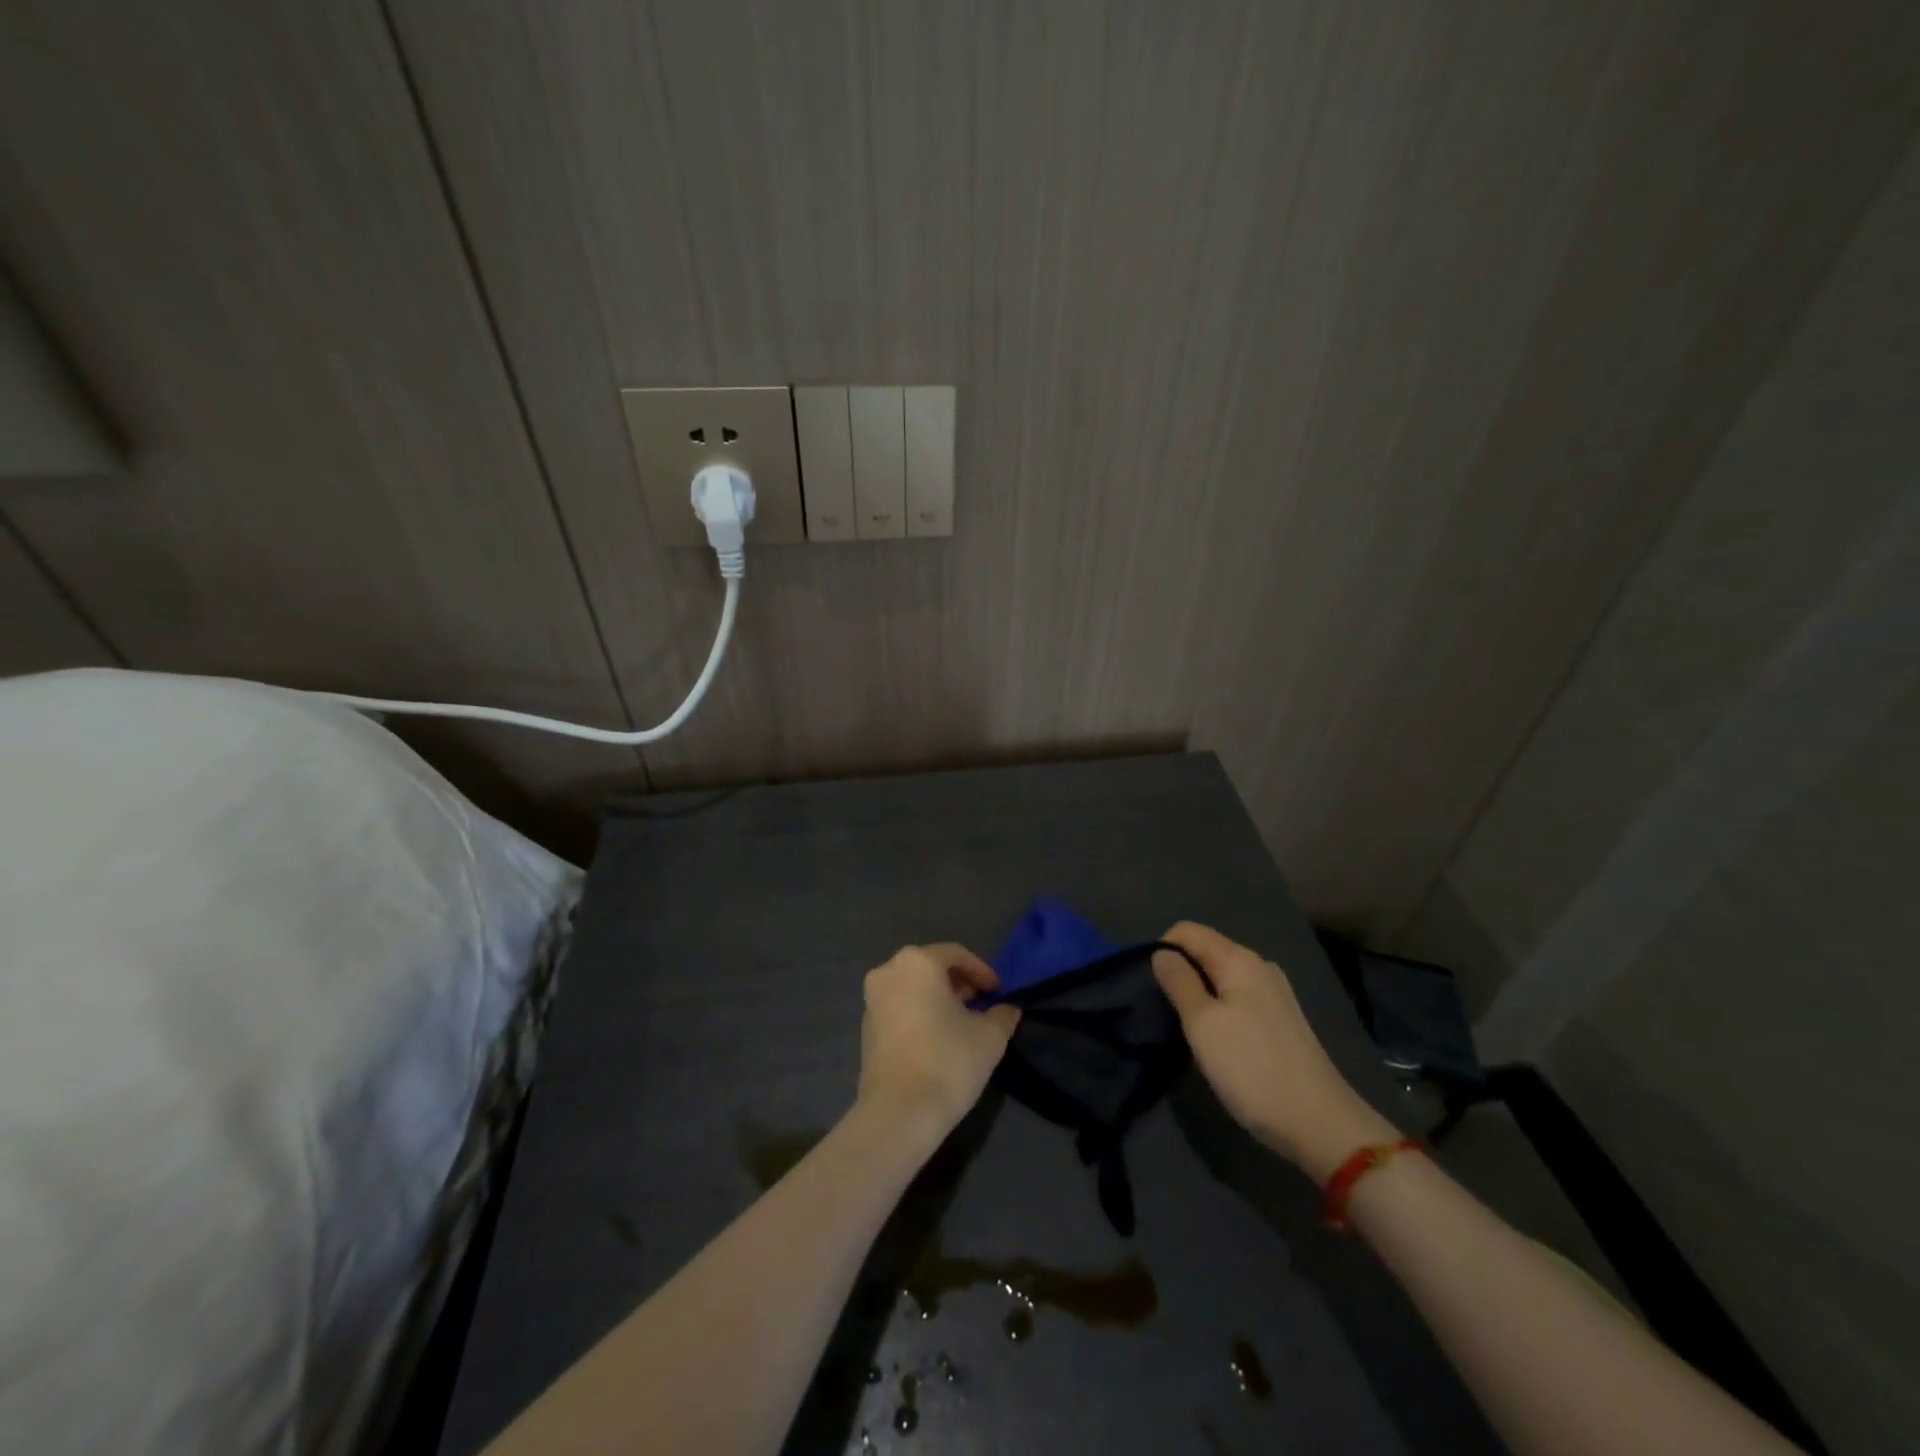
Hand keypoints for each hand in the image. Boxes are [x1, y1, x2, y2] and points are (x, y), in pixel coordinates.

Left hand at [856, 944, 1020, 1134]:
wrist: (898, 1114)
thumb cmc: (947, 1062)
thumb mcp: (990, 1037)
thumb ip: (1002, 1014)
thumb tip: (1008, 1008)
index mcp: (917, 962)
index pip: (957, 954)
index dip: (982, 972)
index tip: (998, 993)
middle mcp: (889, 971)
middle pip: (931, 967)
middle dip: (959, 983)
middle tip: (981, 1004)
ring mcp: (872, 1000)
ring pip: (913, 987)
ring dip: (938, 998)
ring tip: (962, 1023)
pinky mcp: (865, 1027)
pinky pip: (899, 1007)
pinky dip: (919, 1012)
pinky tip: (937, 1038)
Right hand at [1153, 922, 1396, 1182]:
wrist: (1320, 1124)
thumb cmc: (1251, 1068)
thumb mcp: (1202, 1024)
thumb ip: (1178, 982)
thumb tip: (1161, 953)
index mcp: (1239, 959)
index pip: (1188, 930)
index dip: (1162, 949)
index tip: (1151, 985)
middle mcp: (1260, 966)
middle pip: (1206, 950)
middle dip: (1181, 971)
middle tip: (1166, 1010)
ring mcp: (1275, 994)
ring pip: (1222, 976)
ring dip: (1199, 992)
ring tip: (1189, 1028)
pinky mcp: (1283, 1021)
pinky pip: (1239, 998)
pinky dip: (1220, 1009)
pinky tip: (1219, 1041)